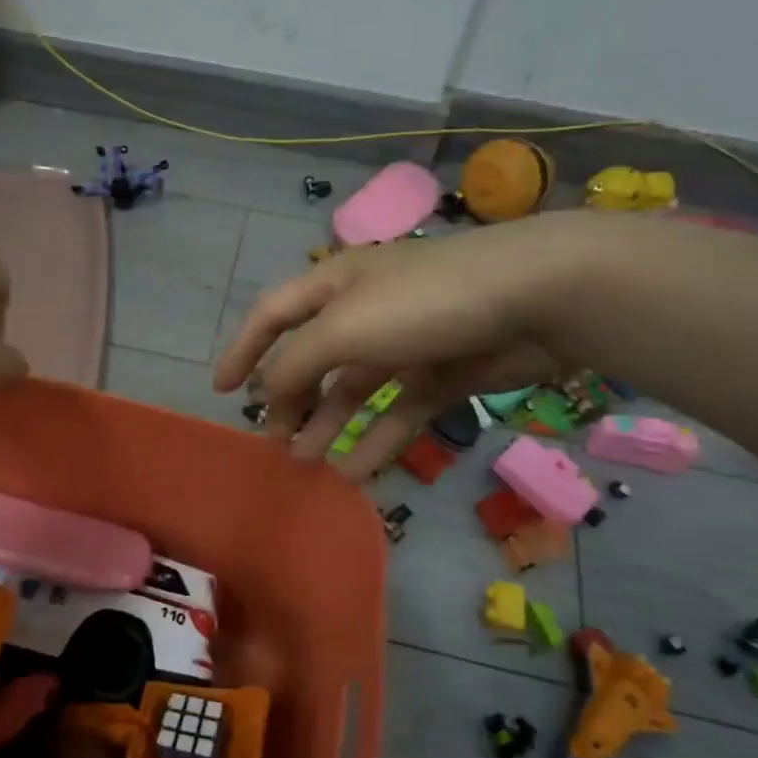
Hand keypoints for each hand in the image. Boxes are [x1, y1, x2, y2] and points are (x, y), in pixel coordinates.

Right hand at [212, 215, 592, 480]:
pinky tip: (356, 472)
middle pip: (312, 359)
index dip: (243, 349)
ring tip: (306, 464)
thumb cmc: (422, 303)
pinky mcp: (442, 374)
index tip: (221, 390)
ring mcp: (405, 343)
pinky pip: (397, 412)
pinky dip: (375, 440)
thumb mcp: (343, 329)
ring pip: (353, 391)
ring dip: (327, 425)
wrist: (537, 297)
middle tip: (273, 442)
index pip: (272, 315)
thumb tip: (267, 395)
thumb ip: (295, 365)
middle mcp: (365, 311)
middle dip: (289, 399)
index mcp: (334, 285)